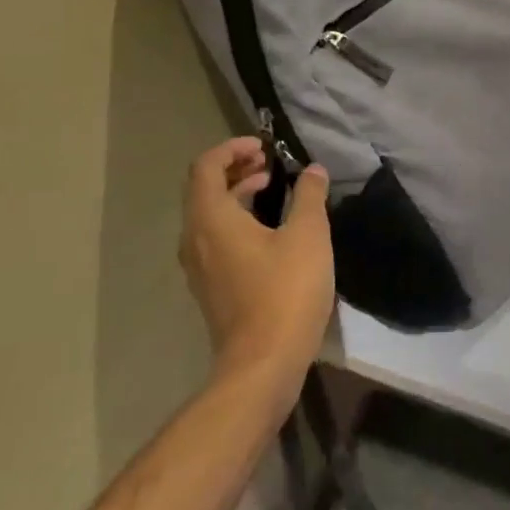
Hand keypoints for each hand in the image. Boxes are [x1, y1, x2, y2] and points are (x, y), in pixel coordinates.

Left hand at [179, 137, 335, 378]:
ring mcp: (199, 267)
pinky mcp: (211, 287)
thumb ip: (309, 196)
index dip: (232, 148)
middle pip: (203, 189)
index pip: (205, 167)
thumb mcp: (308, 235)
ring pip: (208, 215)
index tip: (265, 147)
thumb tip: (313, 171)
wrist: (264, 363)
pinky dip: (236, 219)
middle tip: (269, 163)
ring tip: (271, 189)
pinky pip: (215, 238)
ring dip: (235, 193)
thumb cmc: (286, 290)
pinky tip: (270, 229)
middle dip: (234, 168)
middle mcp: (195, 239)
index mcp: (211, 219)